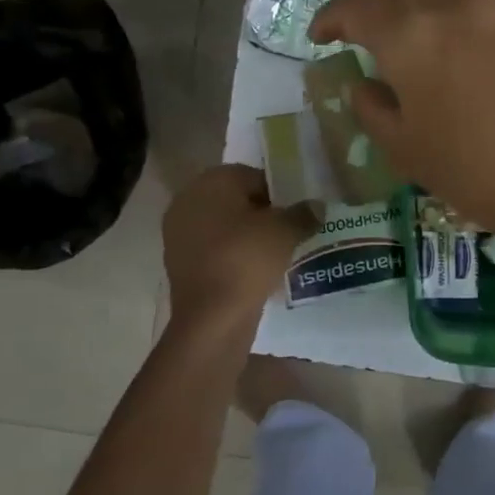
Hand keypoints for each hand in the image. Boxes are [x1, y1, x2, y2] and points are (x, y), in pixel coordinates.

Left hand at [162, 165, 318, 327]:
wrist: (211, 317)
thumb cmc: (246, 259)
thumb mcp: (286, 231)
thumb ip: (303, 213)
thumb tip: (316, 207)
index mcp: (211, 181)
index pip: (254, 176)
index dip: (279, 194)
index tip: (296, 215)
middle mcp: (188, 199)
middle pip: (236, 200)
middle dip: (262, 214)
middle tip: (289, 233)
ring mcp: (179, 232)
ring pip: (224, 226)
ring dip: (247, 236)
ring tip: (275, 254)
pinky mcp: (178, 262)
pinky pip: (214, 250)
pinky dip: (233, 256)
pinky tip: (254, 272)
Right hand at [309, 0, 494, 248]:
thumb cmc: (471, 170)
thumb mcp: (402, 149)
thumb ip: (371, 108)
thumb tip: (360, 83)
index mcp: (408, 37)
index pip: (356, 9)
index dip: (331, 18)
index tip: (320, 36)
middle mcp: (448, 5)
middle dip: (370, 6)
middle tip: (362, 34)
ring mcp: (492, 4)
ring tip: (412, 5)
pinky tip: (461, 11)